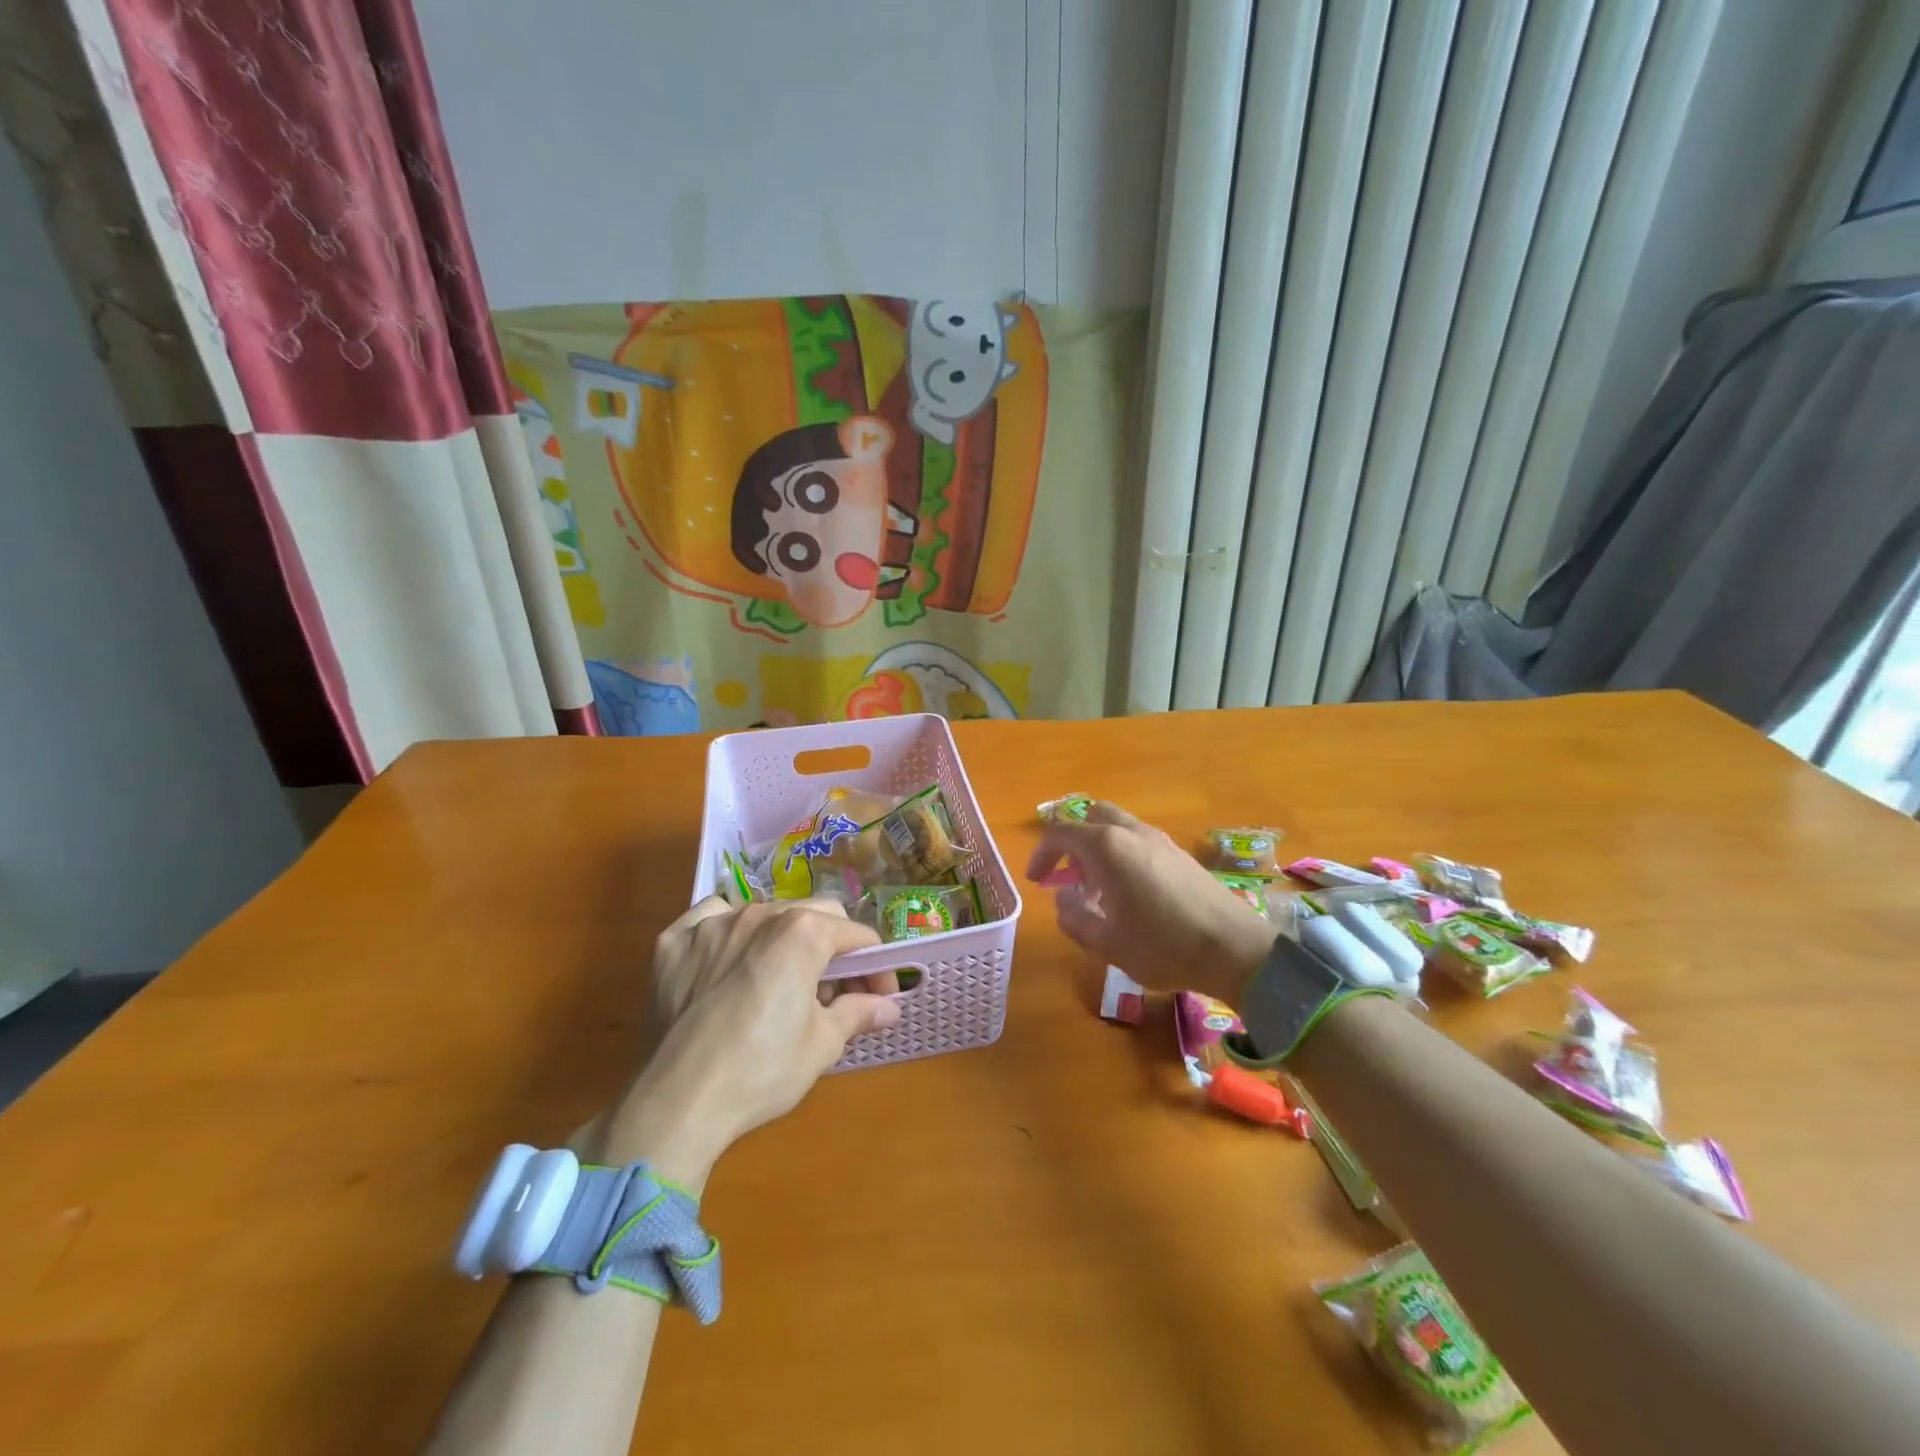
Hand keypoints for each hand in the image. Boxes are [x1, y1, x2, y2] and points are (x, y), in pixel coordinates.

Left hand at [594, 898, 900, 1185]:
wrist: (676, 1102)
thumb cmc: (761, 1071)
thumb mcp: (822, 1045)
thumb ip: (858, 1013)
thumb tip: (889, 1007)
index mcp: (803, 933)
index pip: (856, 936)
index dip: (874, 966)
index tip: (877, 996)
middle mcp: (760, 914)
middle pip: (813, 915)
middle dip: (831, 948)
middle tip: (830, 993)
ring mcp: (712, 924)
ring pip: (763, 915)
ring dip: (781, 940)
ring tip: (777, 983)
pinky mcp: (673, 941)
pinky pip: (710, 919)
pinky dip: (726, 934)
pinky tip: (725, 961)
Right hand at [1025, 802, 1274, 1000]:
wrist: (1234, 948)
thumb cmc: (1163, 946)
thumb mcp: (1107, 943)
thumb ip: (1075, 918)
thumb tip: (1064, 900)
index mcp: (1107, 847)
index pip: (1060, 833)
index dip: (1041, 854)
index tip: (1037, 881)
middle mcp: (1131, 832)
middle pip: (1091, 816)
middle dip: (1073, 842)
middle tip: (1069, 877)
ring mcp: (1159, 840)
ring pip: (1117, 827)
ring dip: (1099, 849)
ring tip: (1099, 891)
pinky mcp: (1180, 853)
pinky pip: (1138, 840)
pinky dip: (1122, 855)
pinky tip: (1131, 894)